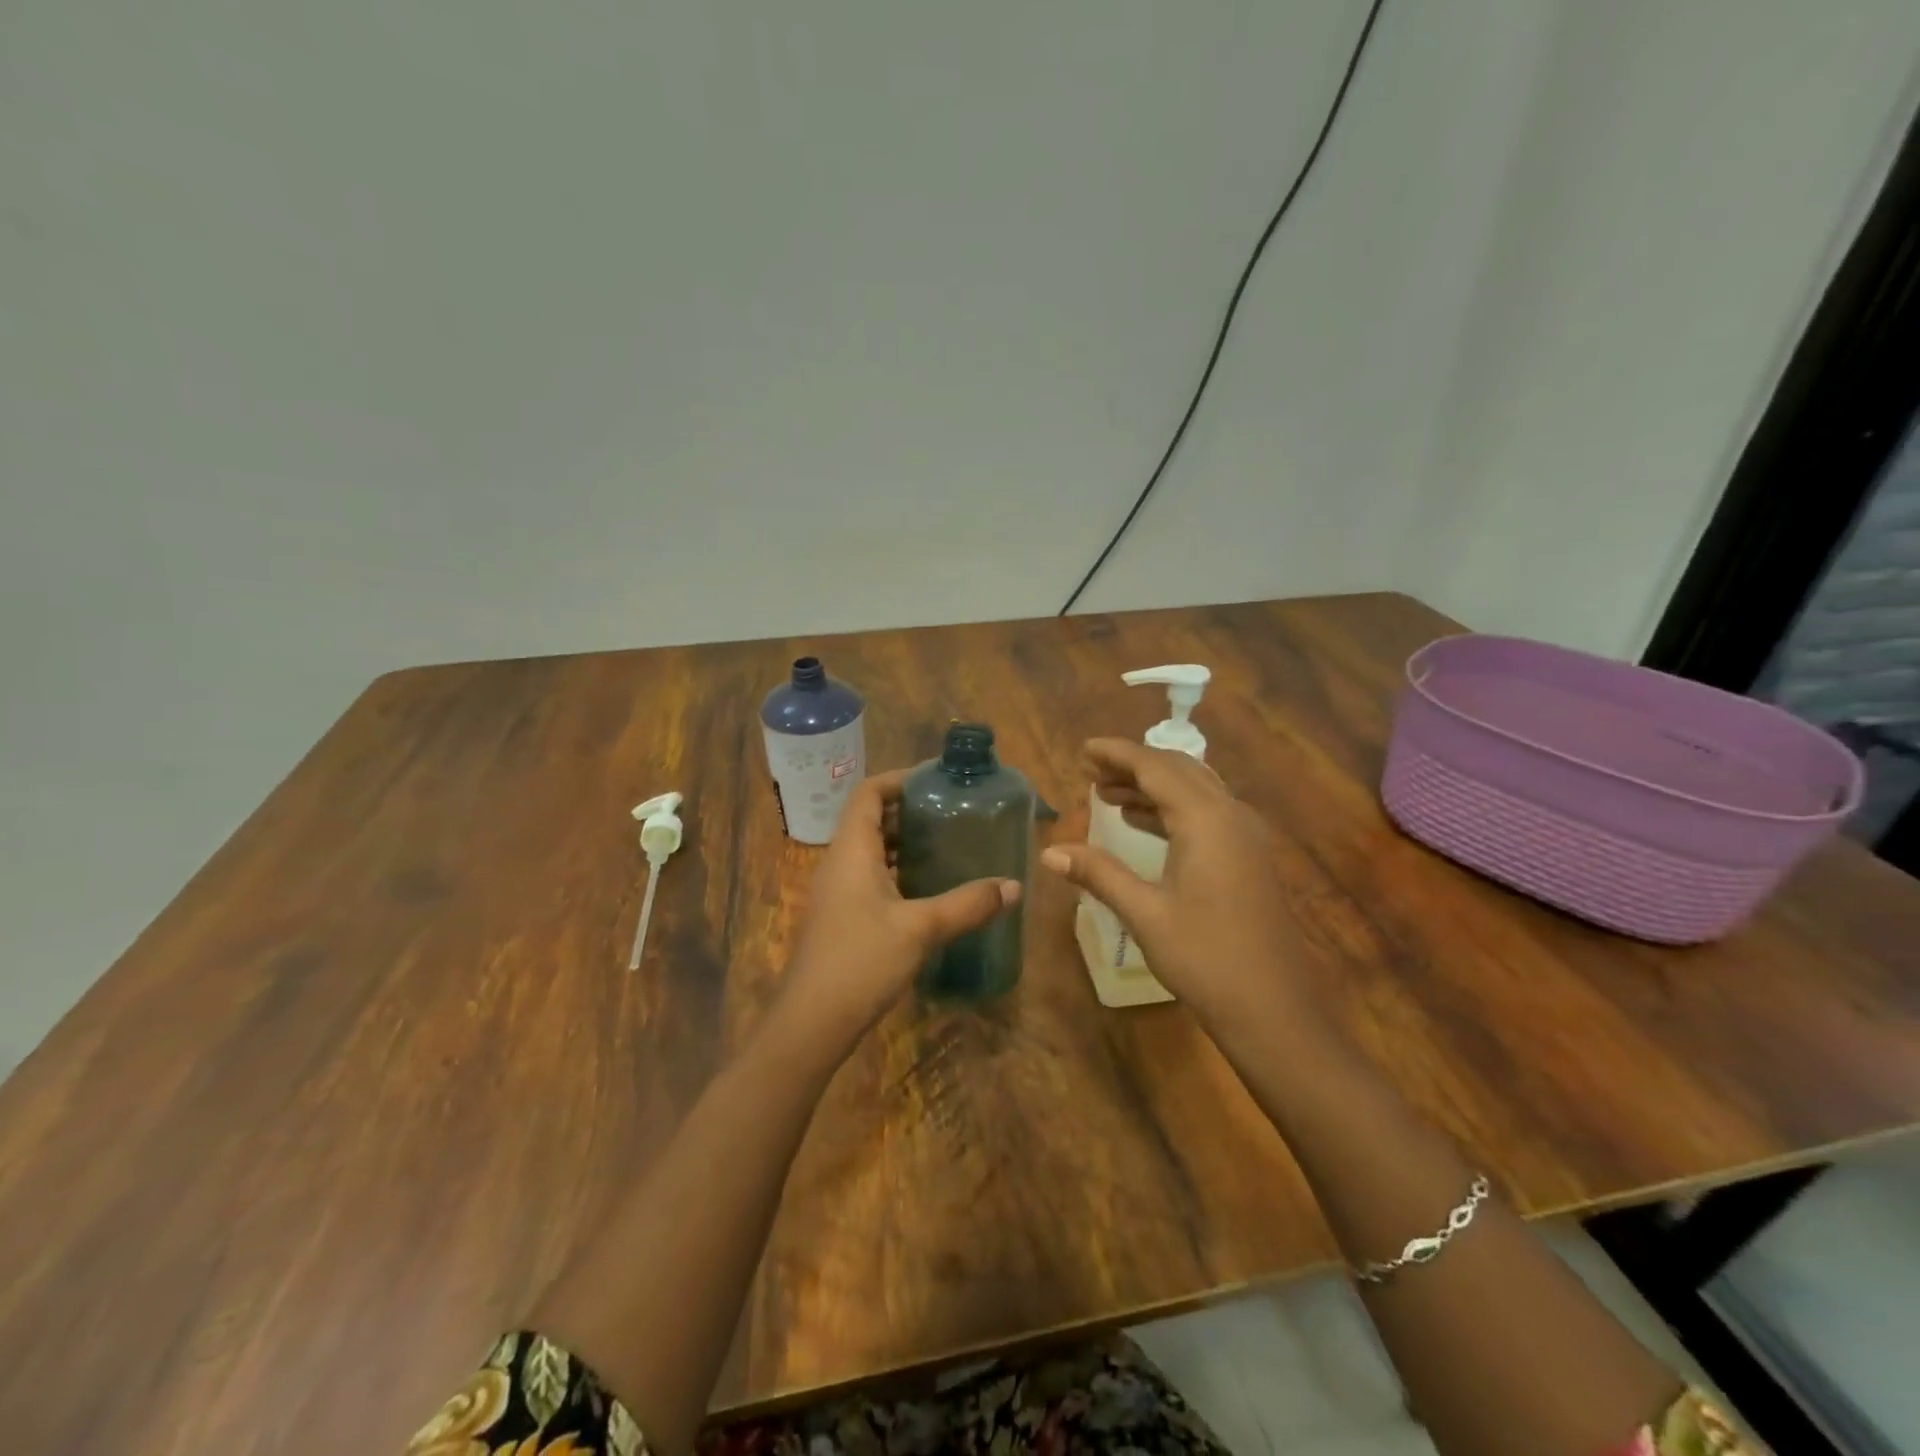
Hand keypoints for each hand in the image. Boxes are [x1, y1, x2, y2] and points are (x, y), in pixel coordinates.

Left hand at [779, 770, 1020, 1053]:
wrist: (812, 1022)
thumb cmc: (861, 961)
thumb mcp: (921, 928)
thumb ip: (968, 904)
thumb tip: (1014, 886)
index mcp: (852, 850)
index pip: (868, 793)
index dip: (898, 779)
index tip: (936, 781)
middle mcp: (840, 862)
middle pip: (870, 818)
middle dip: (908, 810)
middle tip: (952, 811)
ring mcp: (838, 891)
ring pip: (871, 850)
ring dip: (904, 842)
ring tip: (946, 843)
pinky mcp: (843, 916)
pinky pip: (871, 876)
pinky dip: (898, 870)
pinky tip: (929, 888)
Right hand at [1040, 738, 1319, 1032]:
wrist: (1274, 1010)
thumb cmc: (1206, 958)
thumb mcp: (1145, 913)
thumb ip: (1099, 873)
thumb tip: (1049, 852)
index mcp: (1207, 820)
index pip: (1156, 768)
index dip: (1117, 754)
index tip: (1084, 749)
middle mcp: (1231, 816)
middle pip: (1178, 772)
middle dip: (1133, 766)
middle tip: (1091, 770)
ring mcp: (1245, 837)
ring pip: (1194, 792)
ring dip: (1152, 788)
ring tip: (1107, 793)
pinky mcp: (1248, 858)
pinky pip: (1206, 814)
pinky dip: (1171, 810)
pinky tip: (1142, 823)